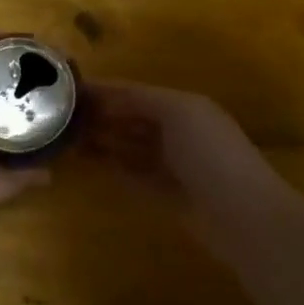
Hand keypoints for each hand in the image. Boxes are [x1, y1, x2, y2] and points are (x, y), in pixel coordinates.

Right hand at [82, 80, 275, 221]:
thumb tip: (105, 97)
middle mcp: (179, 132)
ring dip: (103, 141)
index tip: (69, 90)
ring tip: (68, 138)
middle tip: (61, 116)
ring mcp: (173, 165)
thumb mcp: (179, 113)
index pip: (136, 93)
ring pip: (130, 147)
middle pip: (133, 118)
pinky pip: (133, 176)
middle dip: (102, 115)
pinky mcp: (167, 195)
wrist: (242, 214)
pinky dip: (113, 168)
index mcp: (185, 106)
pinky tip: (90, 164)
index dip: (105, 90)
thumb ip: (141, 100)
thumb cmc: (211, 154)